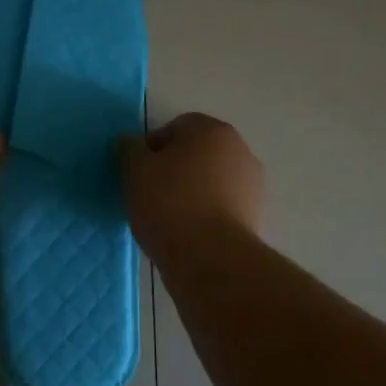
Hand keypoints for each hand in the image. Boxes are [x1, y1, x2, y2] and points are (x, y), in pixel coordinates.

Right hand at [118, 113, 265, 259]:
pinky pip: (223, 207)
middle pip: (197, 153)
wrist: (211, 258)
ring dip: (192, 192)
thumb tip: (130, 143)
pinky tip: (189, 234)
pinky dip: (207, 214)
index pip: (176, 127)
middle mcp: (240, 150)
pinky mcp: (257, 216)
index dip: (152, 148)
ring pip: (211, 181)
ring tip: (169, 219)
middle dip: (175, 169)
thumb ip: (128, 148)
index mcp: (212, 130)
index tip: (138, 173)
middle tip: (150, 194)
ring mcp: (253, 184)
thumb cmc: (169, 203)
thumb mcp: (135, 170)